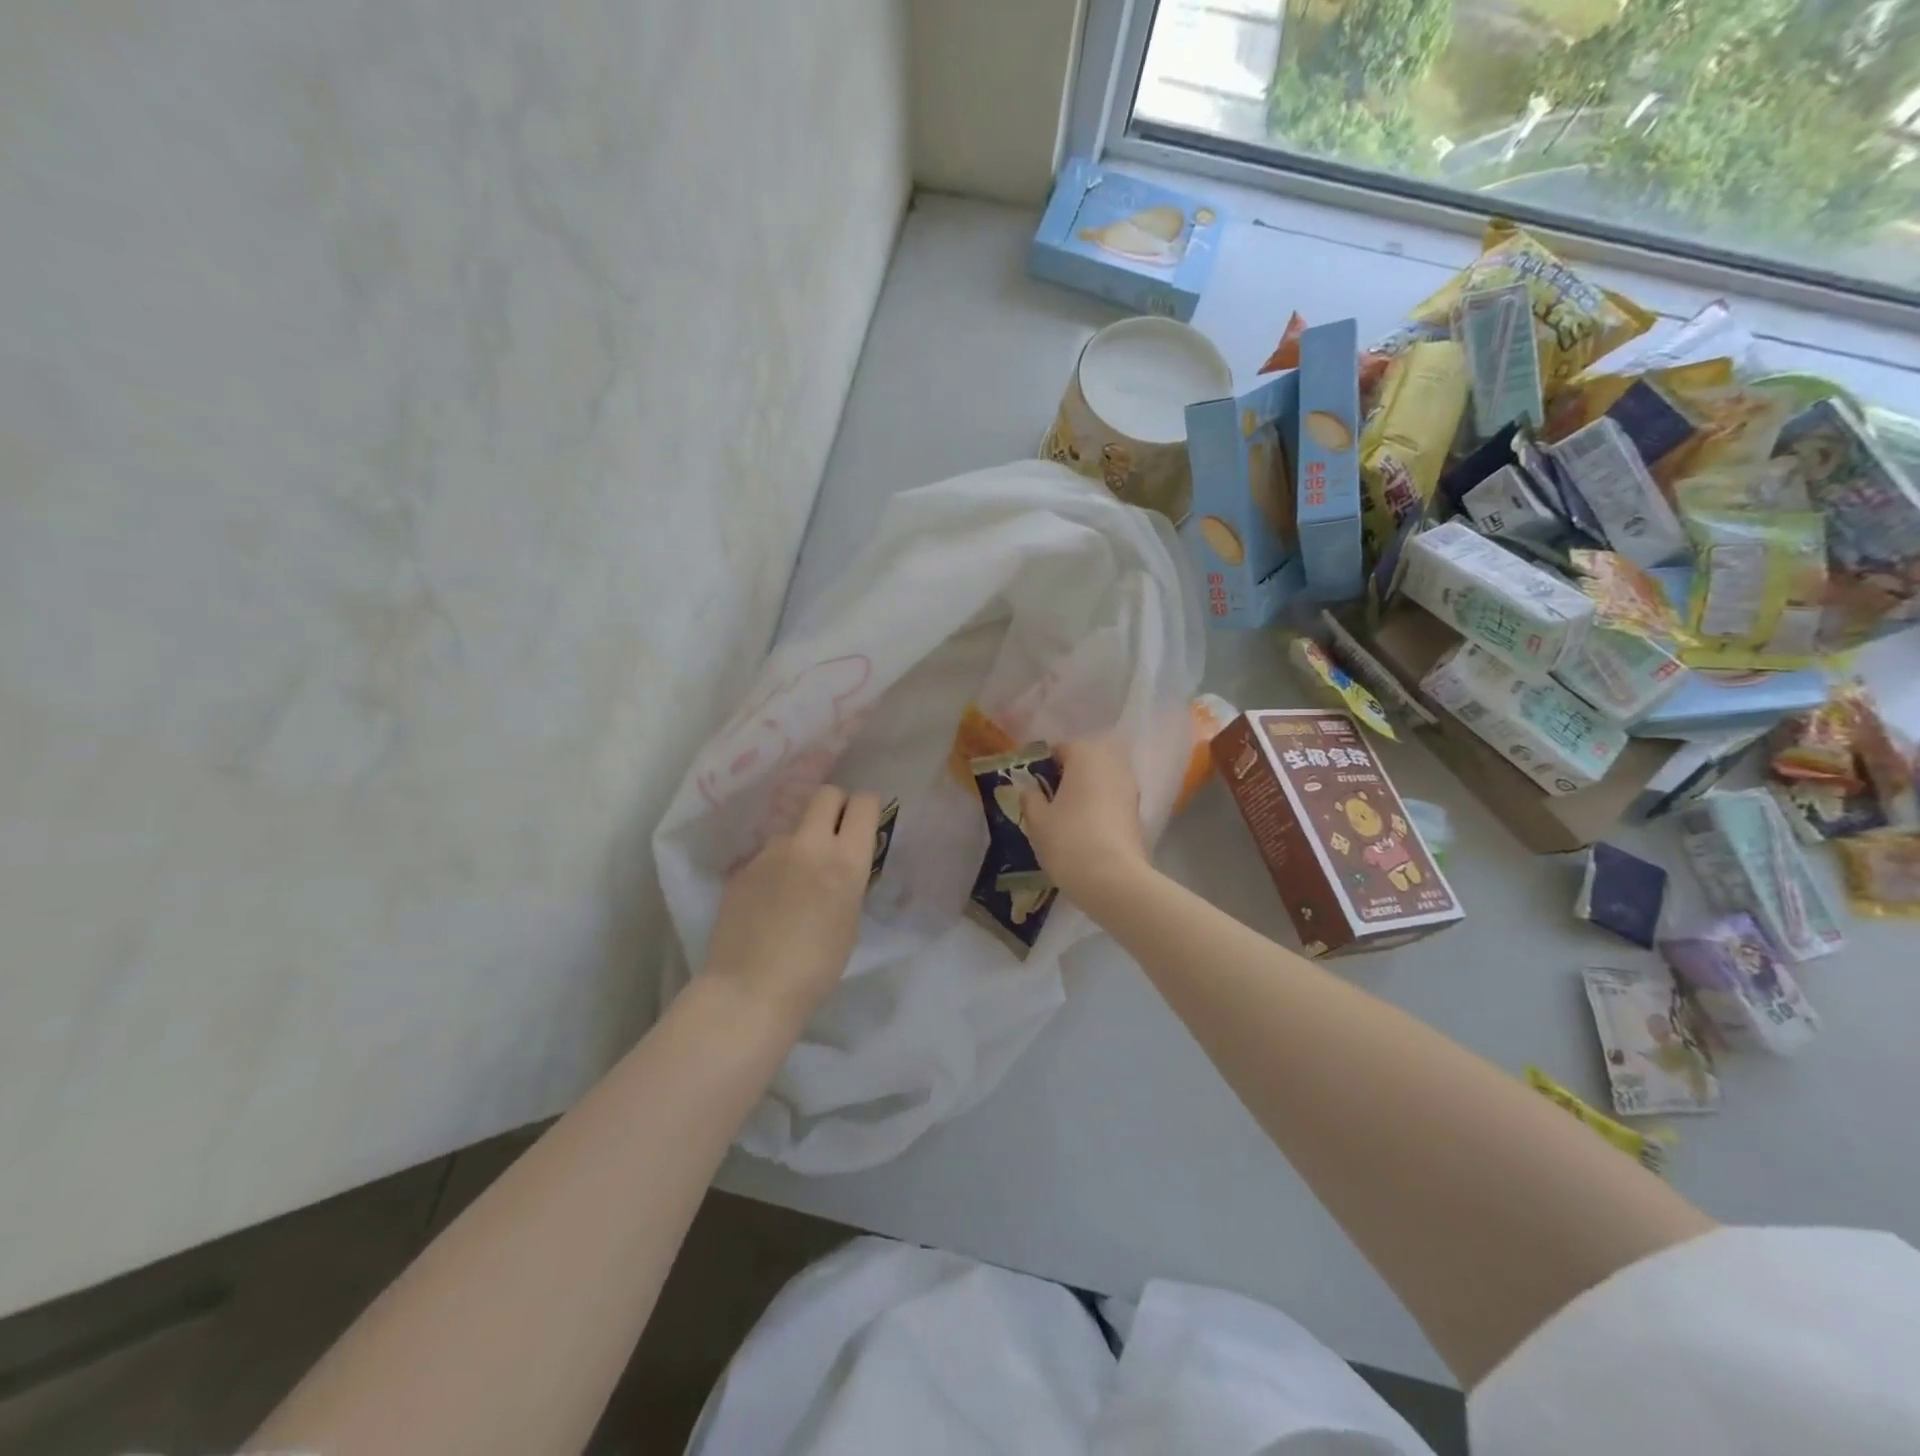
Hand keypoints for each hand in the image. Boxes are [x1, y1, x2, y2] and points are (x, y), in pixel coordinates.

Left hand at [702, 786, 879, 1027]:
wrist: (750, 989)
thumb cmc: (815, 968)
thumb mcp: (850, 922)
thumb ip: (849, 883)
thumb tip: (843, 867)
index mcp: (846, 861)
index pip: (864, 804)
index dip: (867, 806)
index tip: (866, 821)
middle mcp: (809, 845)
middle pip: (826, 794)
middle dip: (836, 804)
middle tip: (835, 831)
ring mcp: (771, 852)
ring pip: (793, 827)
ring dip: (801, 841)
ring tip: (795, 880)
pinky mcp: (743, 867)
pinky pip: (767, 855)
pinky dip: (775, 868)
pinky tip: (769, 900)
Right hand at [1019, 738, 1151, 906]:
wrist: (1113, 879)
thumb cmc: (1068, 840)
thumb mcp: (1037, 820)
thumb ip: (1030, 798)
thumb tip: (1029, 788)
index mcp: (1085, 755)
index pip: (1061, 748)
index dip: (1043, 765)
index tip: (1031, 786)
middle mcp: (1112, 764)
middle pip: (1085, 761)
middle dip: (1067, 775)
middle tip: (1047, 799)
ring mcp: (1129, 787)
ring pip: (1100, 780)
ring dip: (1084, 790)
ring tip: (1065, 815)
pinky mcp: (1137, 812)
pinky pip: (1112, 799)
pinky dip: (1099, 806)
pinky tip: (1084, 828)